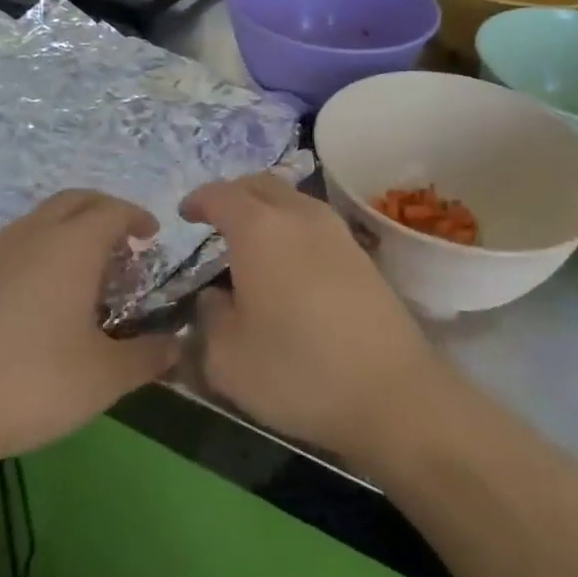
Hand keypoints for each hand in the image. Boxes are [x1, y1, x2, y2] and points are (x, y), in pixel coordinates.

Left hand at [0, 190, 178, 466]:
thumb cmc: (31, 383)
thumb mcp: (105, 377)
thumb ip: (149, 356)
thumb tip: (179, 344)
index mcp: (71, 246)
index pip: (113, 210)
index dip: (138, 217)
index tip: (153, 237)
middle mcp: (32, 235)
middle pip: (75, 201)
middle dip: (105, 212)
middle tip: (125, 244)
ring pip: (41, 221)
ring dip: (70, 231)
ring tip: (86, 273)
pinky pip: (16, 246)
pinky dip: (41, 252)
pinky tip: (41, 301)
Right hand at [180, 174, 449, 466]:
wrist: (392, 392)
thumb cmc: (298, 371)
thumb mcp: (227, 358)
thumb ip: (209, 317)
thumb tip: (215, 297)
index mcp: (259, 229)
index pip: (220, 195)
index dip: (198, 201)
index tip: (185, 214)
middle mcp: (299, 216)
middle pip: (260, 184)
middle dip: (233, 195)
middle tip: (215, 221)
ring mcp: (336, 231)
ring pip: (292, 199)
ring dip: (266, 209)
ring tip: (250, 242)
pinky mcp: (361, 254)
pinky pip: (314, 222)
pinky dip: (291, 227)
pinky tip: (287, 263)